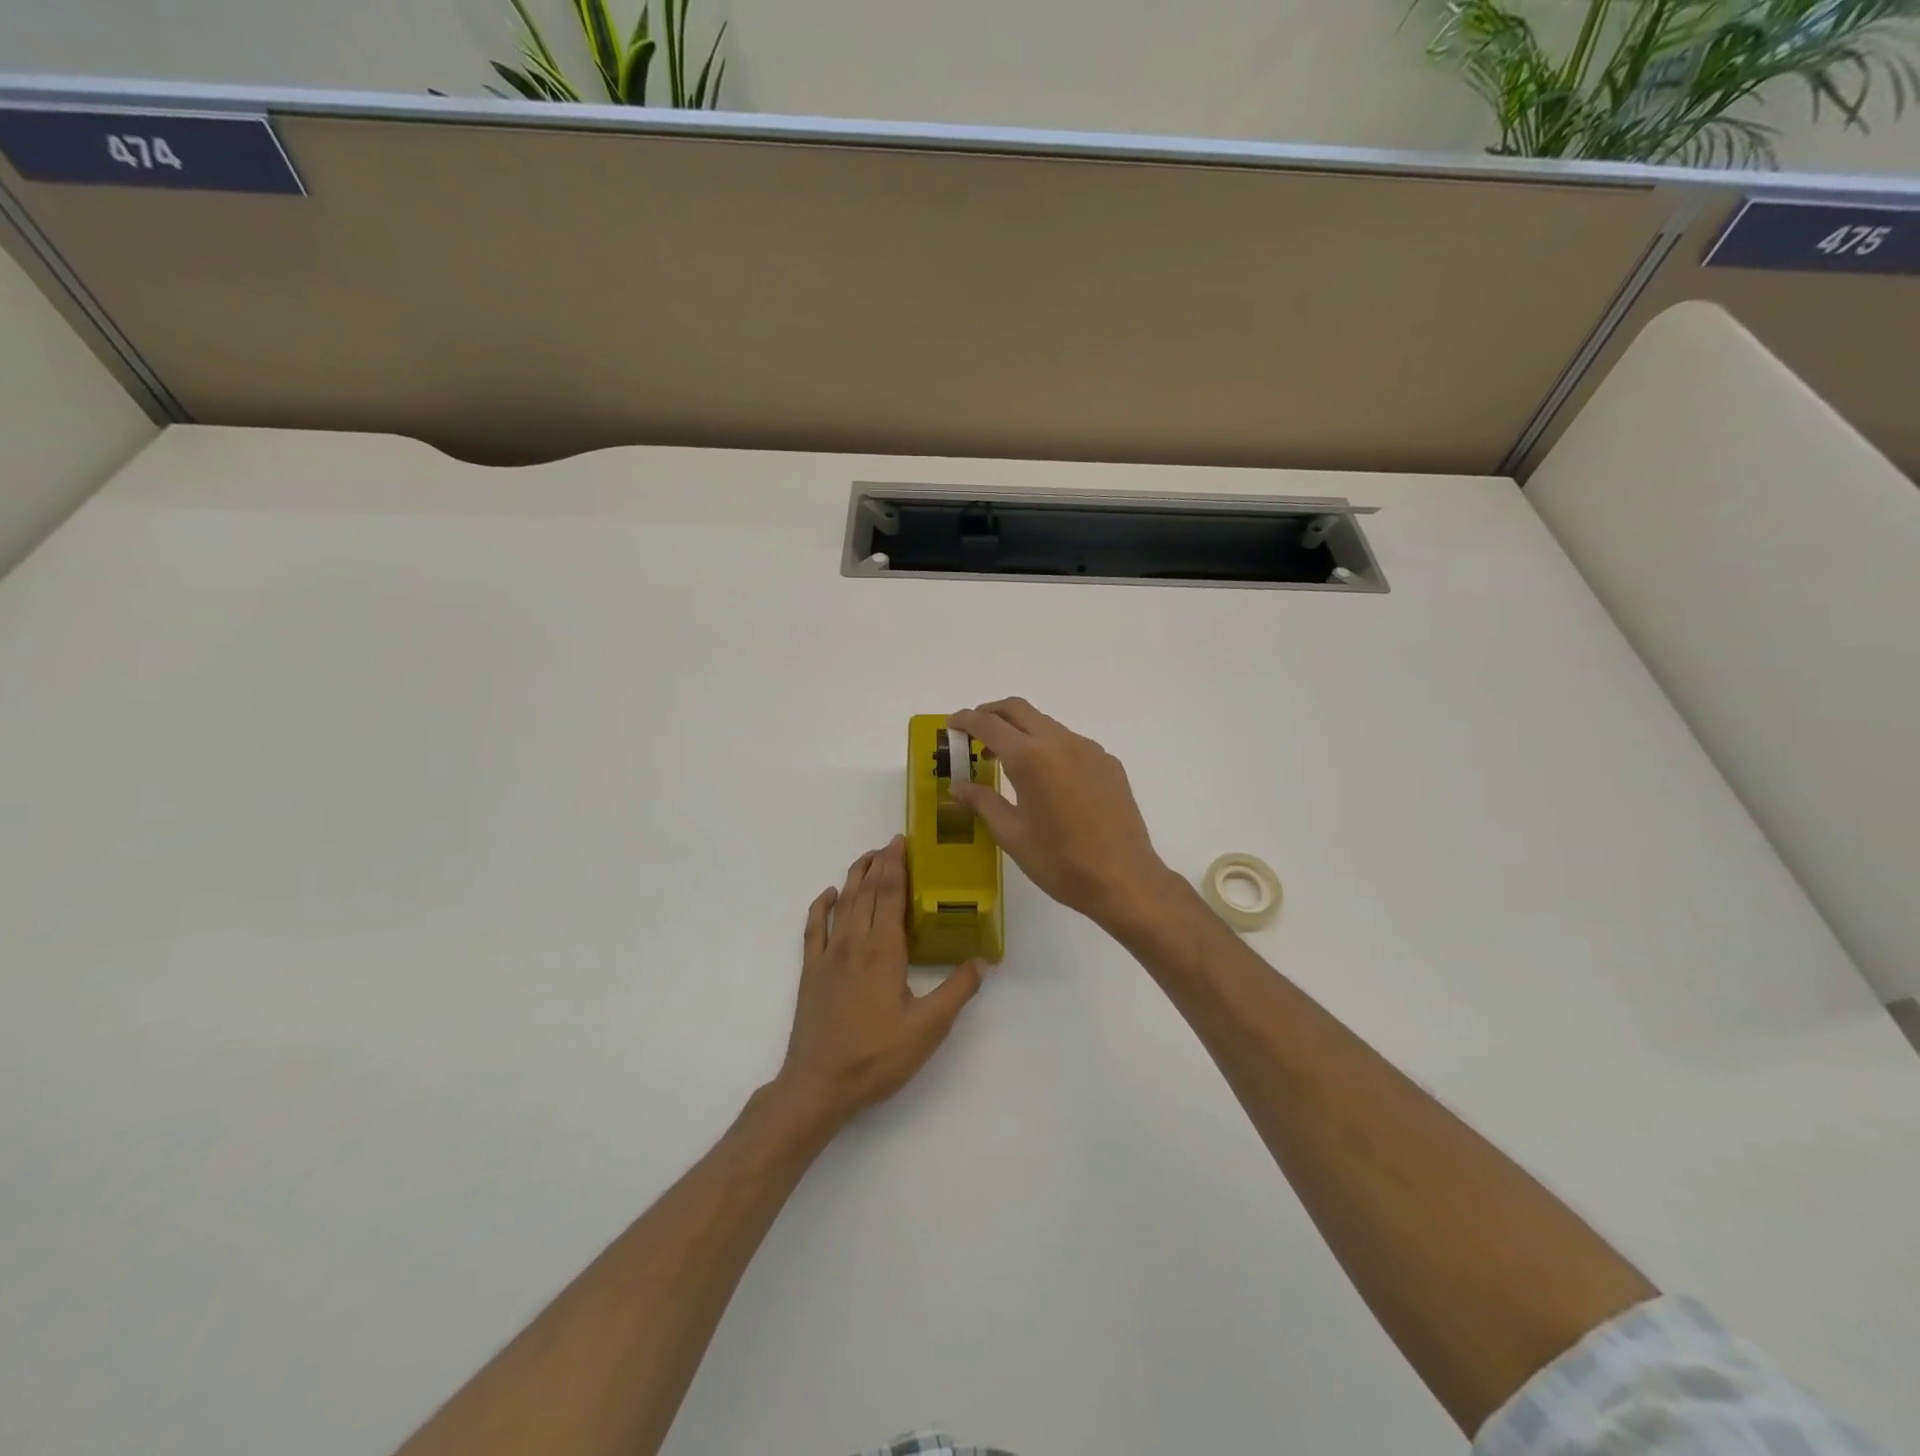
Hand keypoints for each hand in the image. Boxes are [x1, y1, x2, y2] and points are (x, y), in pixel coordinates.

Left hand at [775, 837, 984, 1126]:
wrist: (819, 1084)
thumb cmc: (877, 1056)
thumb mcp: (928, 1029)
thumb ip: (957, 991)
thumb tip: (982, 961)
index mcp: (884, 951)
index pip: (891, 896)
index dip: (897, 866)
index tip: (902, 842)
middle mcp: (854, 943)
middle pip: (867, 892)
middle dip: (879, 864)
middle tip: (891, 843)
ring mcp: (828, 956)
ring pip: (842, 904)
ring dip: (854, 877)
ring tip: (866, 858)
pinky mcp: (811, 971)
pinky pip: (813, 928)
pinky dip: (820, 907)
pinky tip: (828, 895)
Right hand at [948, 698, 1176, 926]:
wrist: (1125, 879)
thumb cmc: (1060, 862)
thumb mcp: (1012, 835)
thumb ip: (983, 802)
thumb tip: (959, 786)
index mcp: (1031, 758)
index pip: (989, 724)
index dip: (966, 720)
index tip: (952, 726)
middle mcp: (1060, 742)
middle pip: (1019, 709)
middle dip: (992, 713)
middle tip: (974, 734)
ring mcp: (1089, 750)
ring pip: (1046, 724)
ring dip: (1021, 730)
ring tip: (1007, 760)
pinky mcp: (1108, 763)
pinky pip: (1070, 743)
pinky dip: (1048, 747)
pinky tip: (1047, 779)